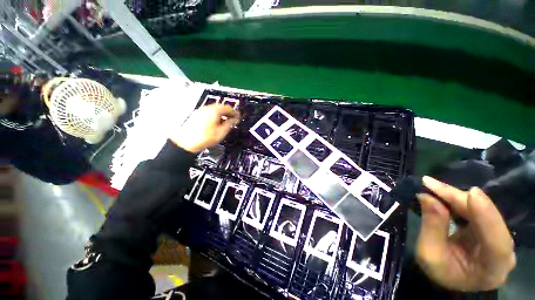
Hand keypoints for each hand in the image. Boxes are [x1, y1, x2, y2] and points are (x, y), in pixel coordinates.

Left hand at [171, 104, 239, 152]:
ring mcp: (201, 111)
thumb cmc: (205, 138)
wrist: (186, 142)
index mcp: (214, 111)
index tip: (238, 117)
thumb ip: (229, 124)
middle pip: (221, 107)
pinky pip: (209, 112)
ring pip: (214, 109)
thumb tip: (235, 119)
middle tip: (233, 119)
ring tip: (225, 121)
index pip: (228, 108)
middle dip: (228, 112)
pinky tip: (216, 122)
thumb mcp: (221, 132)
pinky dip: (215, 115)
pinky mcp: (196, 115)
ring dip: (221, 114)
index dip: (235, 112)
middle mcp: (207, 108)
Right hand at [416, 176, 515, 291]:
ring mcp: (500, 237)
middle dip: (460, 199)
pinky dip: (459, 200)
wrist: (448, 275)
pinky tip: (443, 193)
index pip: (497, 242)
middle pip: (488, 219)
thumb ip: (432, 227)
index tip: (470, 193)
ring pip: (483, 209)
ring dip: (457, 197)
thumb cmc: (439, 271)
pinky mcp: (491, 227)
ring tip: (432, 186)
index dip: (486, 216)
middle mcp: (504, 251)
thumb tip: (428, 197)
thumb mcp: (429, 254)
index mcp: (493, 269)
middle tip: (430, 184)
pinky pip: (477, 209)